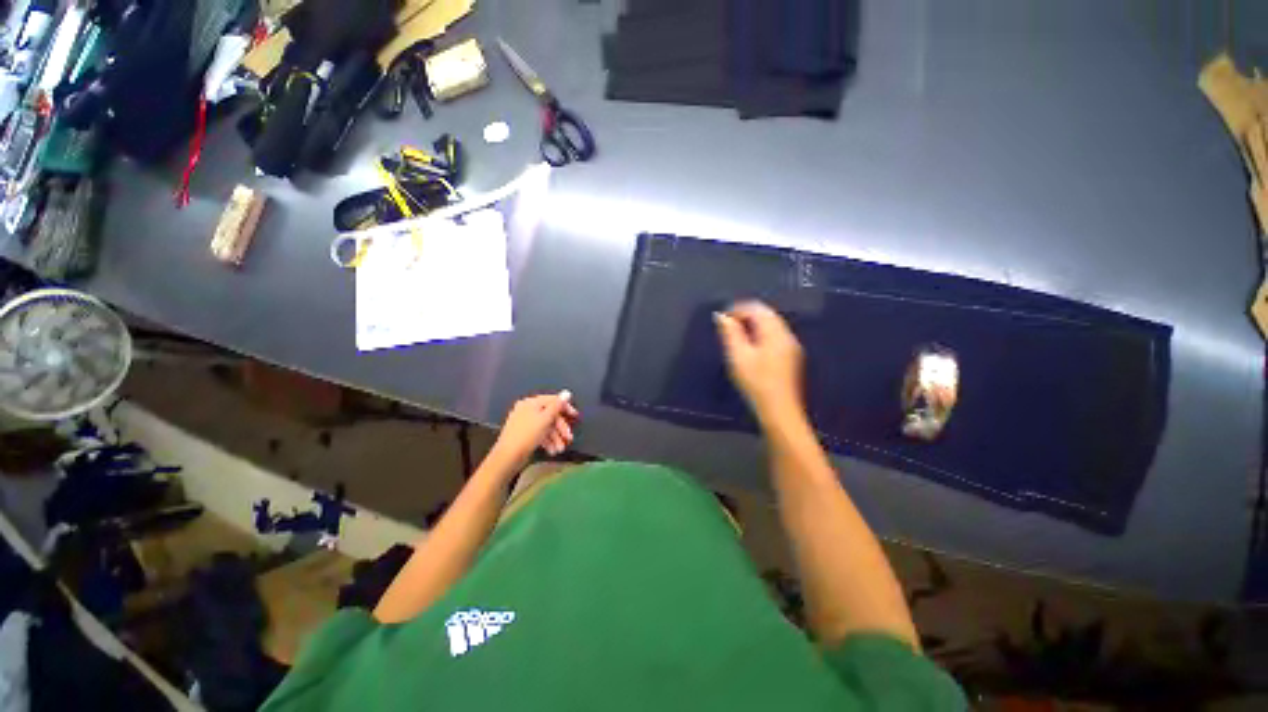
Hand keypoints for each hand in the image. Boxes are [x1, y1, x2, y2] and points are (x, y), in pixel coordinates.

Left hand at [490, 391, 579, 467]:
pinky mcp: (524, 434)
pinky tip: (552, 450)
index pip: (553, 400)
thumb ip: (557, 406)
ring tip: (560, 449)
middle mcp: (527, 410)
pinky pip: (540, 434)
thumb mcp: (545, 419)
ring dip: (555, 437)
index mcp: (531, 403)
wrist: (507, 457)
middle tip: (568, 438)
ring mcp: (525, 422)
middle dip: (560, 428)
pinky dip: (547, 441)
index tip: (575, 416)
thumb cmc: (527, 435)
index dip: (565, 408)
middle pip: (550, 415)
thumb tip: (567, 393)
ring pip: (546, 426)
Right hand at [714, 301, 804, 420]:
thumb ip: (730, 333)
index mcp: (775, 332)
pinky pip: (775, 336)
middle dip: (745, 316)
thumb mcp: (738, 356)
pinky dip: (761, 335)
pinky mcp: (791, 357)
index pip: (756, 308)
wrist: (779, 411)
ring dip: (753, 326)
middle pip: (766, 314)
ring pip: (771, 325)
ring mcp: (791, 346)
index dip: (736, 309)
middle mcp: (787, 334)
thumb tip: (721, 316)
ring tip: (735, 338)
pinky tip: (751, 349)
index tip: (721, 321)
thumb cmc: (756, 383)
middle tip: (727, 329)